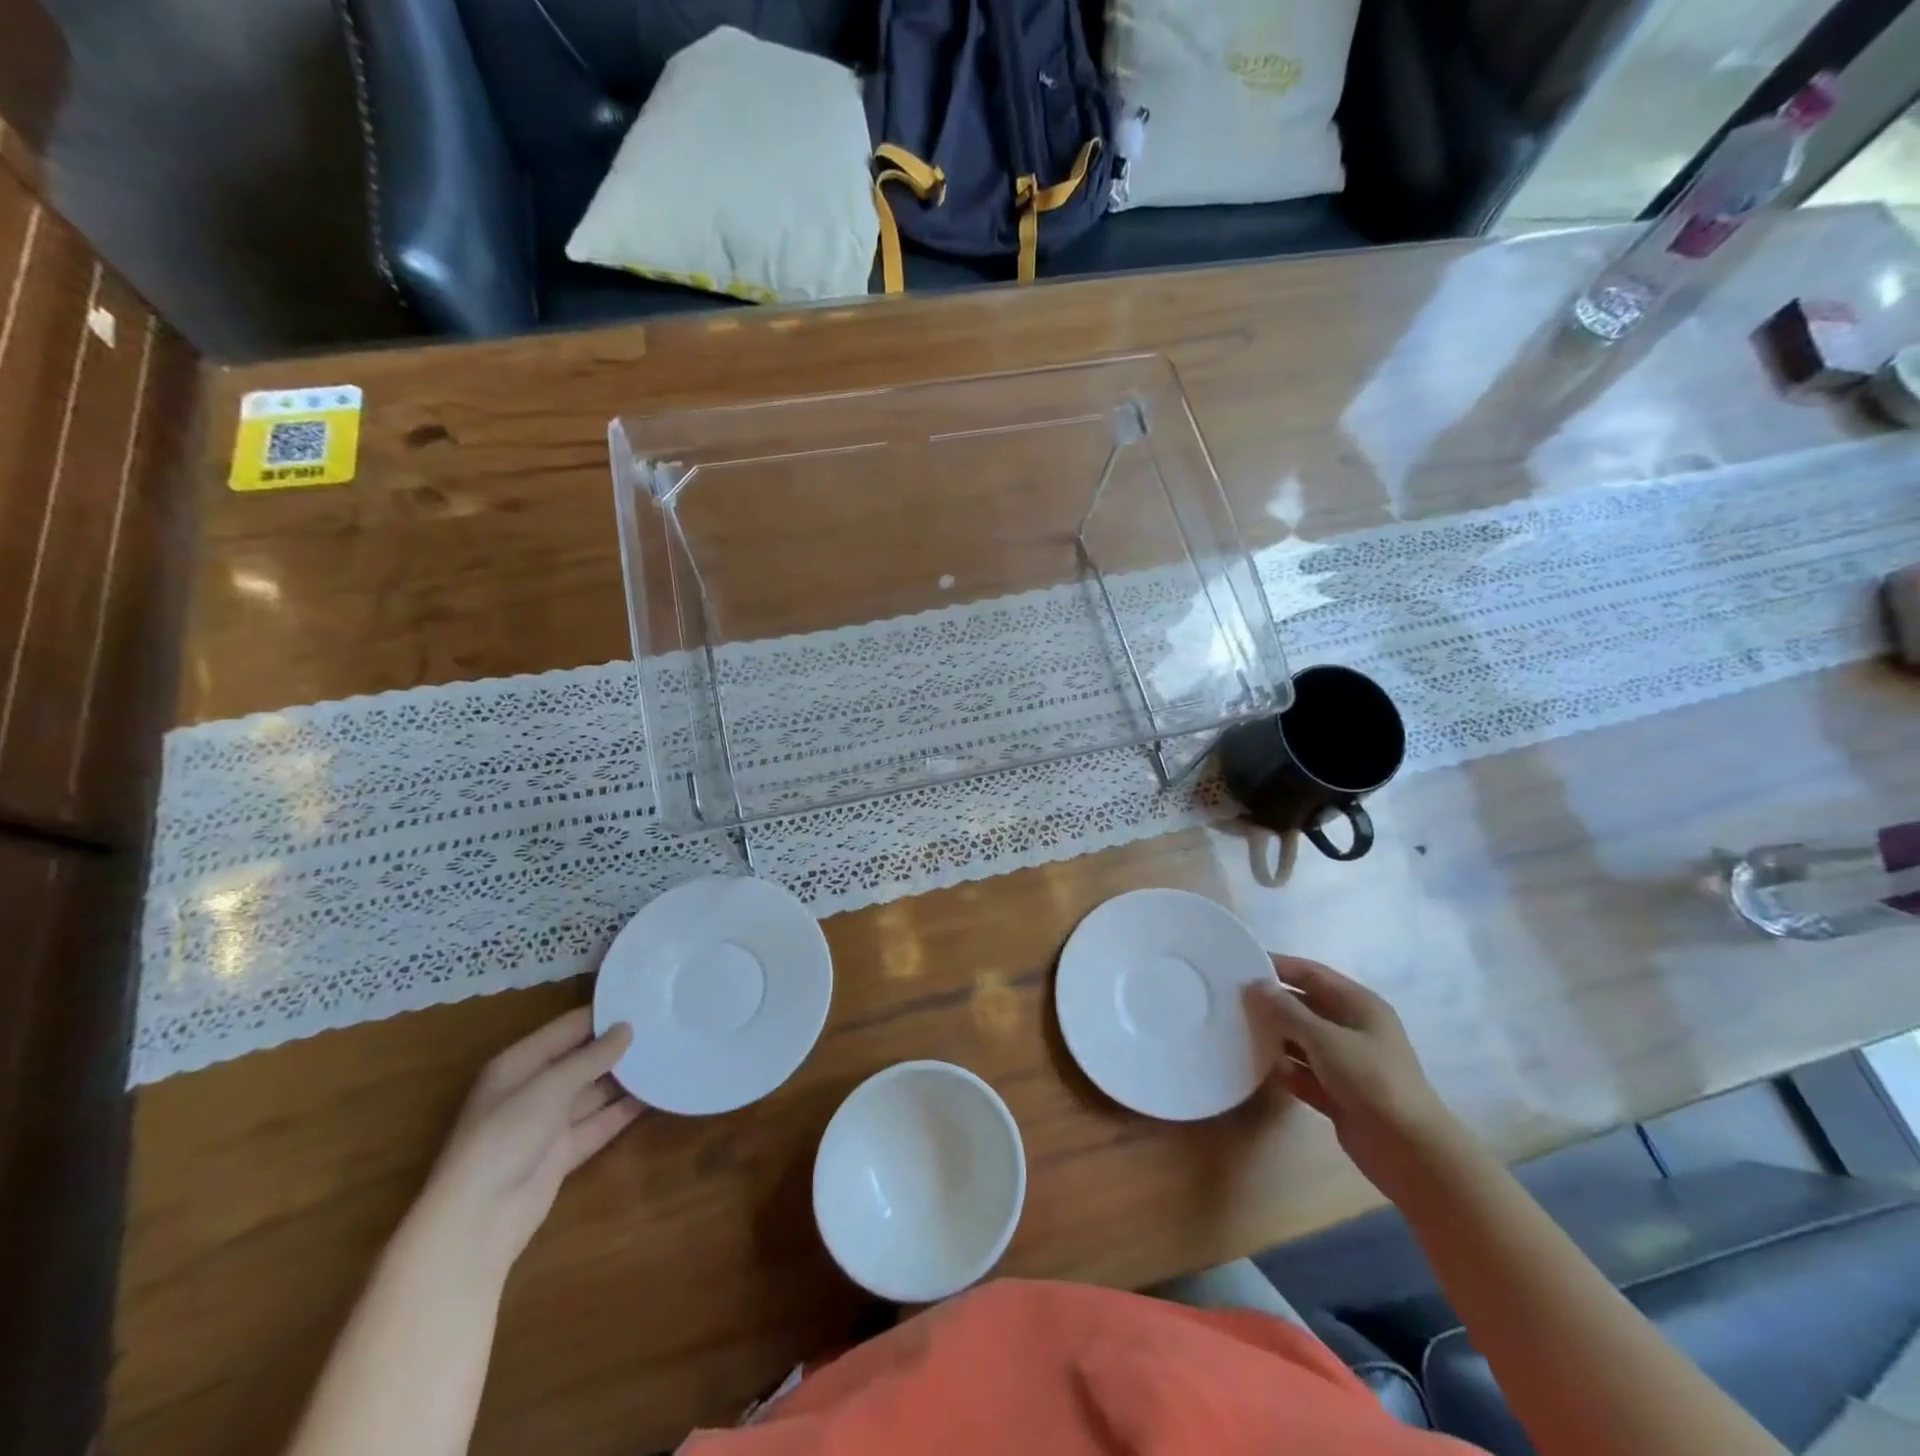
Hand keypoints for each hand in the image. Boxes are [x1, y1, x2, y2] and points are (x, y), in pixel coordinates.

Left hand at [417, 1008, 641, 1274]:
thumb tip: (627, 1028)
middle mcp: (533, 1089)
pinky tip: (654, 1094)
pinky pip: (598, 1122)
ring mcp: (548, 1123)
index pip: (567, 1029)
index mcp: (518, 1065)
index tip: (644, 1000)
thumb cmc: (505, 1138)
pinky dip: (623, 1111)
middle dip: (618, 1046)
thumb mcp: (549, 1088)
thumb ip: (591, 1057)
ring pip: (593, 1092)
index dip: (602, 1015)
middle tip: (663, 1026)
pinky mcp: (563, 1153)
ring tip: (666, 1055)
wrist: (478, 1221)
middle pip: (582, 1059)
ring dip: (625, 1078)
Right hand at [1245, 956, 1457, 1196]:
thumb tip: (1256, 986)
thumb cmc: (1372, 1080)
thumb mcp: (1326, 1039)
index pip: (1312, 973)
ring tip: (1235, 1029)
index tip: (1240, 963)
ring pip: (1301, 1039)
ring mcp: (1345, 1062)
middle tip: (1230, 999)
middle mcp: (1353, 1028)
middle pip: (1305, 1005)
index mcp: (1359, 1005)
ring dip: (1274, 1036)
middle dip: (1271, 1002)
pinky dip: (1283, 1068)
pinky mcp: (1337, 1092)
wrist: (1410, 1152)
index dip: (1278, 966)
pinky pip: (1302, 1071)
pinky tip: (1256, 1066)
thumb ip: (1288, 1011)